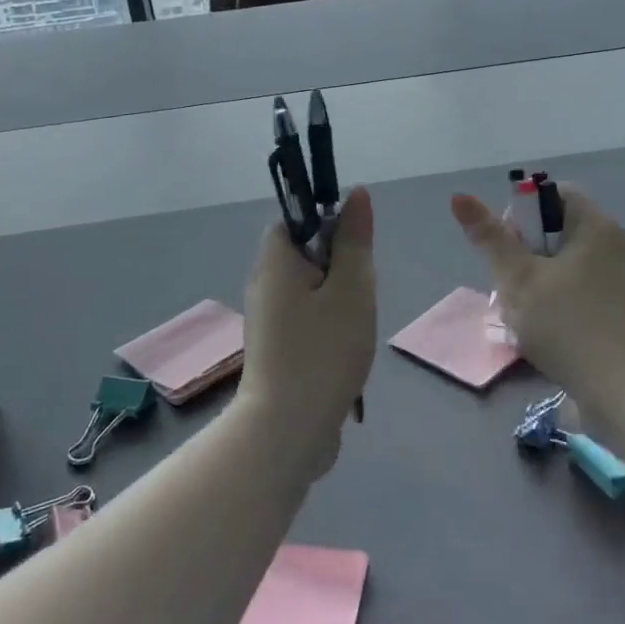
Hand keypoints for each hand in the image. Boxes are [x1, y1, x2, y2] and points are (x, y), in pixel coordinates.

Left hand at [240, 185, 376, 476]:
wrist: (288, 429)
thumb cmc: (323, 350)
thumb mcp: (351, 288)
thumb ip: (355, 240)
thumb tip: (356, 193)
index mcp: (275, 261)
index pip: (295, 219)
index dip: (328, 223)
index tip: (355, 249)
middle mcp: (264, 285)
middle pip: (305, 255)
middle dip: (340, 268)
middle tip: (360, 292)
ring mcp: (267, 321)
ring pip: (310, 290)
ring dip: (338, 301)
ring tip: (356, 325)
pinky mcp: (275, 350)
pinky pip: (305, 320)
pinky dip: (328, 327)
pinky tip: (345, 350)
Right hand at [451, 184, 624, 424]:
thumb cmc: (569, 325)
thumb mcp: (519, 279)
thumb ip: (490, 238)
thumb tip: (459, 196)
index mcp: (596, 225)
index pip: (554, 194)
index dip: (523, 214)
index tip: (508, 250)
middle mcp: (618, 243)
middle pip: (560, 231)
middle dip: (528, 254)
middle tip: (512, 288)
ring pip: (571, 264)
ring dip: (543, 282)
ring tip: (528, 315)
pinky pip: (588, 290)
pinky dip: (566, 302)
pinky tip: (553, 332)